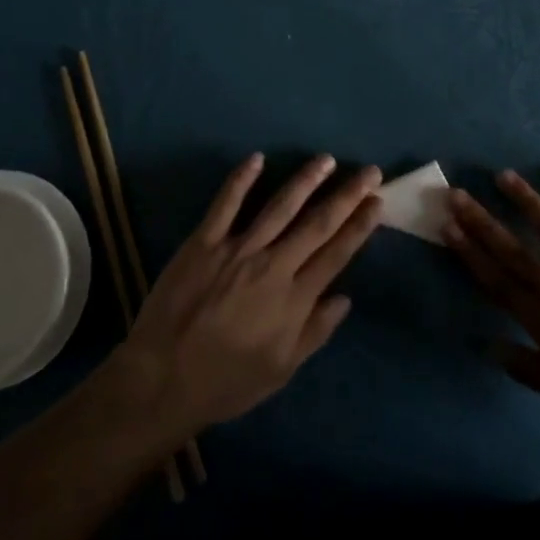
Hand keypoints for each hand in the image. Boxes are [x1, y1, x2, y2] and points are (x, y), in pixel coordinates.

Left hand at [109, 154, 382, 437]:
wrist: (163, 380)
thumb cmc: (226, 381)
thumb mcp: (280, 370)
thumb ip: (314, 332)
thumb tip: (345, 298)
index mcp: (294, 299)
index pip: (336, 253)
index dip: (359, 226)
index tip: (377, 202)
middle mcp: (272, 266)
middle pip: (317, 224)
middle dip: (347, 195)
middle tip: (370, 171)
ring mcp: (237, 249)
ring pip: (279, 207)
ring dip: (306, 180)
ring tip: (327, 159)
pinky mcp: (204, 242)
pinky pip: (226, 204)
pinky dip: (241, 179)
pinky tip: (257, 158)